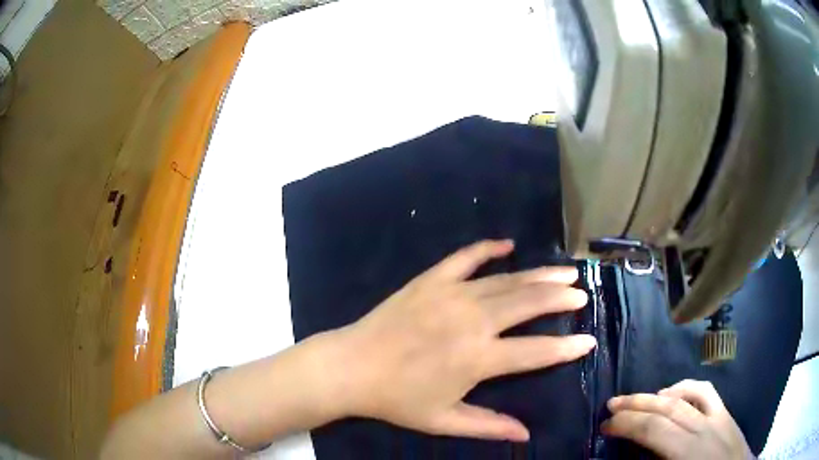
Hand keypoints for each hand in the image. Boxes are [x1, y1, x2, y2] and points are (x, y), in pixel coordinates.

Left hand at [332, 240, 594, 441]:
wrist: (351, 368)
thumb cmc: (397, 399)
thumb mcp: (443, 421)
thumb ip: (488, 426)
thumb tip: (526, 434)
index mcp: (478, 358)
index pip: (536, 352)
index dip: (566, 348)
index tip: (589, 340)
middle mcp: (472, 321)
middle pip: (528, 304)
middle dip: (560, 299)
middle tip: (582, 295)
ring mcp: (451, 294)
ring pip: (506, 280)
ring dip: (539, 275)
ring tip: (564, 273)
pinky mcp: (431, 280)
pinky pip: (465, 258)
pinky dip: (487, 249)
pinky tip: (507, 244)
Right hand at [603, 379, 752, 459]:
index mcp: (689, 452)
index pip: (654, 429)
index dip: (626, 424)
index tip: (604, 427)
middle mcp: (704, 429)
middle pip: (667, 408)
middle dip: (635, 405)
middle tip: (610, 406)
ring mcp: (718, 417)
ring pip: (686, 395)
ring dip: (658, 394)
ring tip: (638, 399)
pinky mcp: (726, 414)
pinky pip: (706, 392)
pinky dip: (686, 387)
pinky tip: (674, 394)